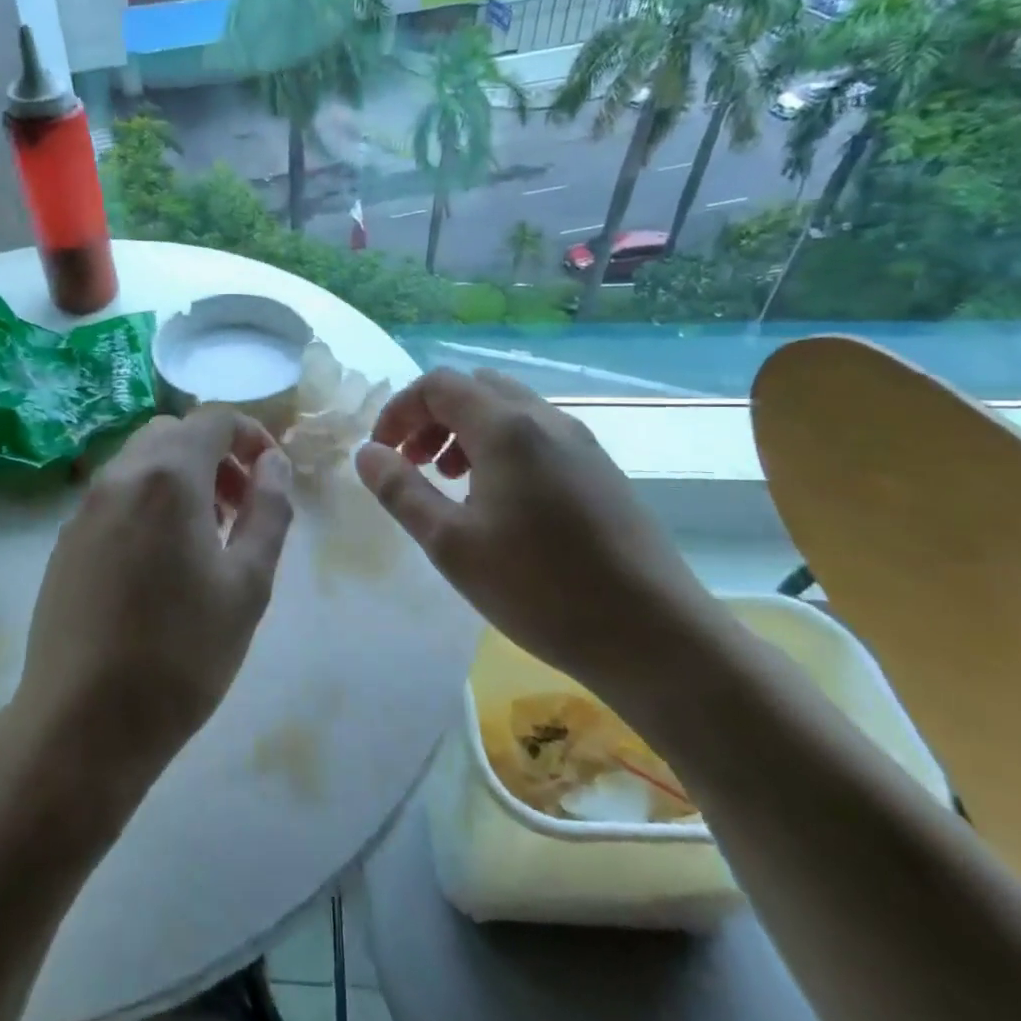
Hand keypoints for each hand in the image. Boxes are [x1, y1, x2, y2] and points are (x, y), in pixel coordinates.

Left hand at [14, 410, 294, 793]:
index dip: (251, 434)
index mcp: (168, 477)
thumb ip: (268, 510)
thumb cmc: (182, 654)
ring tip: (206, 536)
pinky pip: (115, 495)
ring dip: (181, 476)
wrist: (82, 722)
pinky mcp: (66, 539)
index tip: (271, 474)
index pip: (213, 418)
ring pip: (141, 462)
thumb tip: (274, 464)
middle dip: (215, 454)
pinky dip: (147, 500)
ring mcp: (85, 507)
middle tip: (240, 506)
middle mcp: (120, 476)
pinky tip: (160, 560)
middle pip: (173, 433)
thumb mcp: (248, 583)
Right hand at [354, 368, 723, 693]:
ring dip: (466, 431)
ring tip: (451, 482)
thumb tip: (366, 453)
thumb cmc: (539, 588)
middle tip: (415, 463)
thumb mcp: (450, 544)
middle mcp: (546, 420)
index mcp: (506, 428)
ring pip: (509, 409)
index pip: (439, 384)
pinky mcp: (601, 470)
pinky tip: (498, 502)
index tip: (383, 453)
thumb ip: (401, 490)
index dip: (400, 410)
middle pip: (475, 388)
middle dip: (432, 416)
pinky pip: (537, 435)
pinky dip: (501, 447)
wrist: (654, 636)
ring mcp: (581, 443)